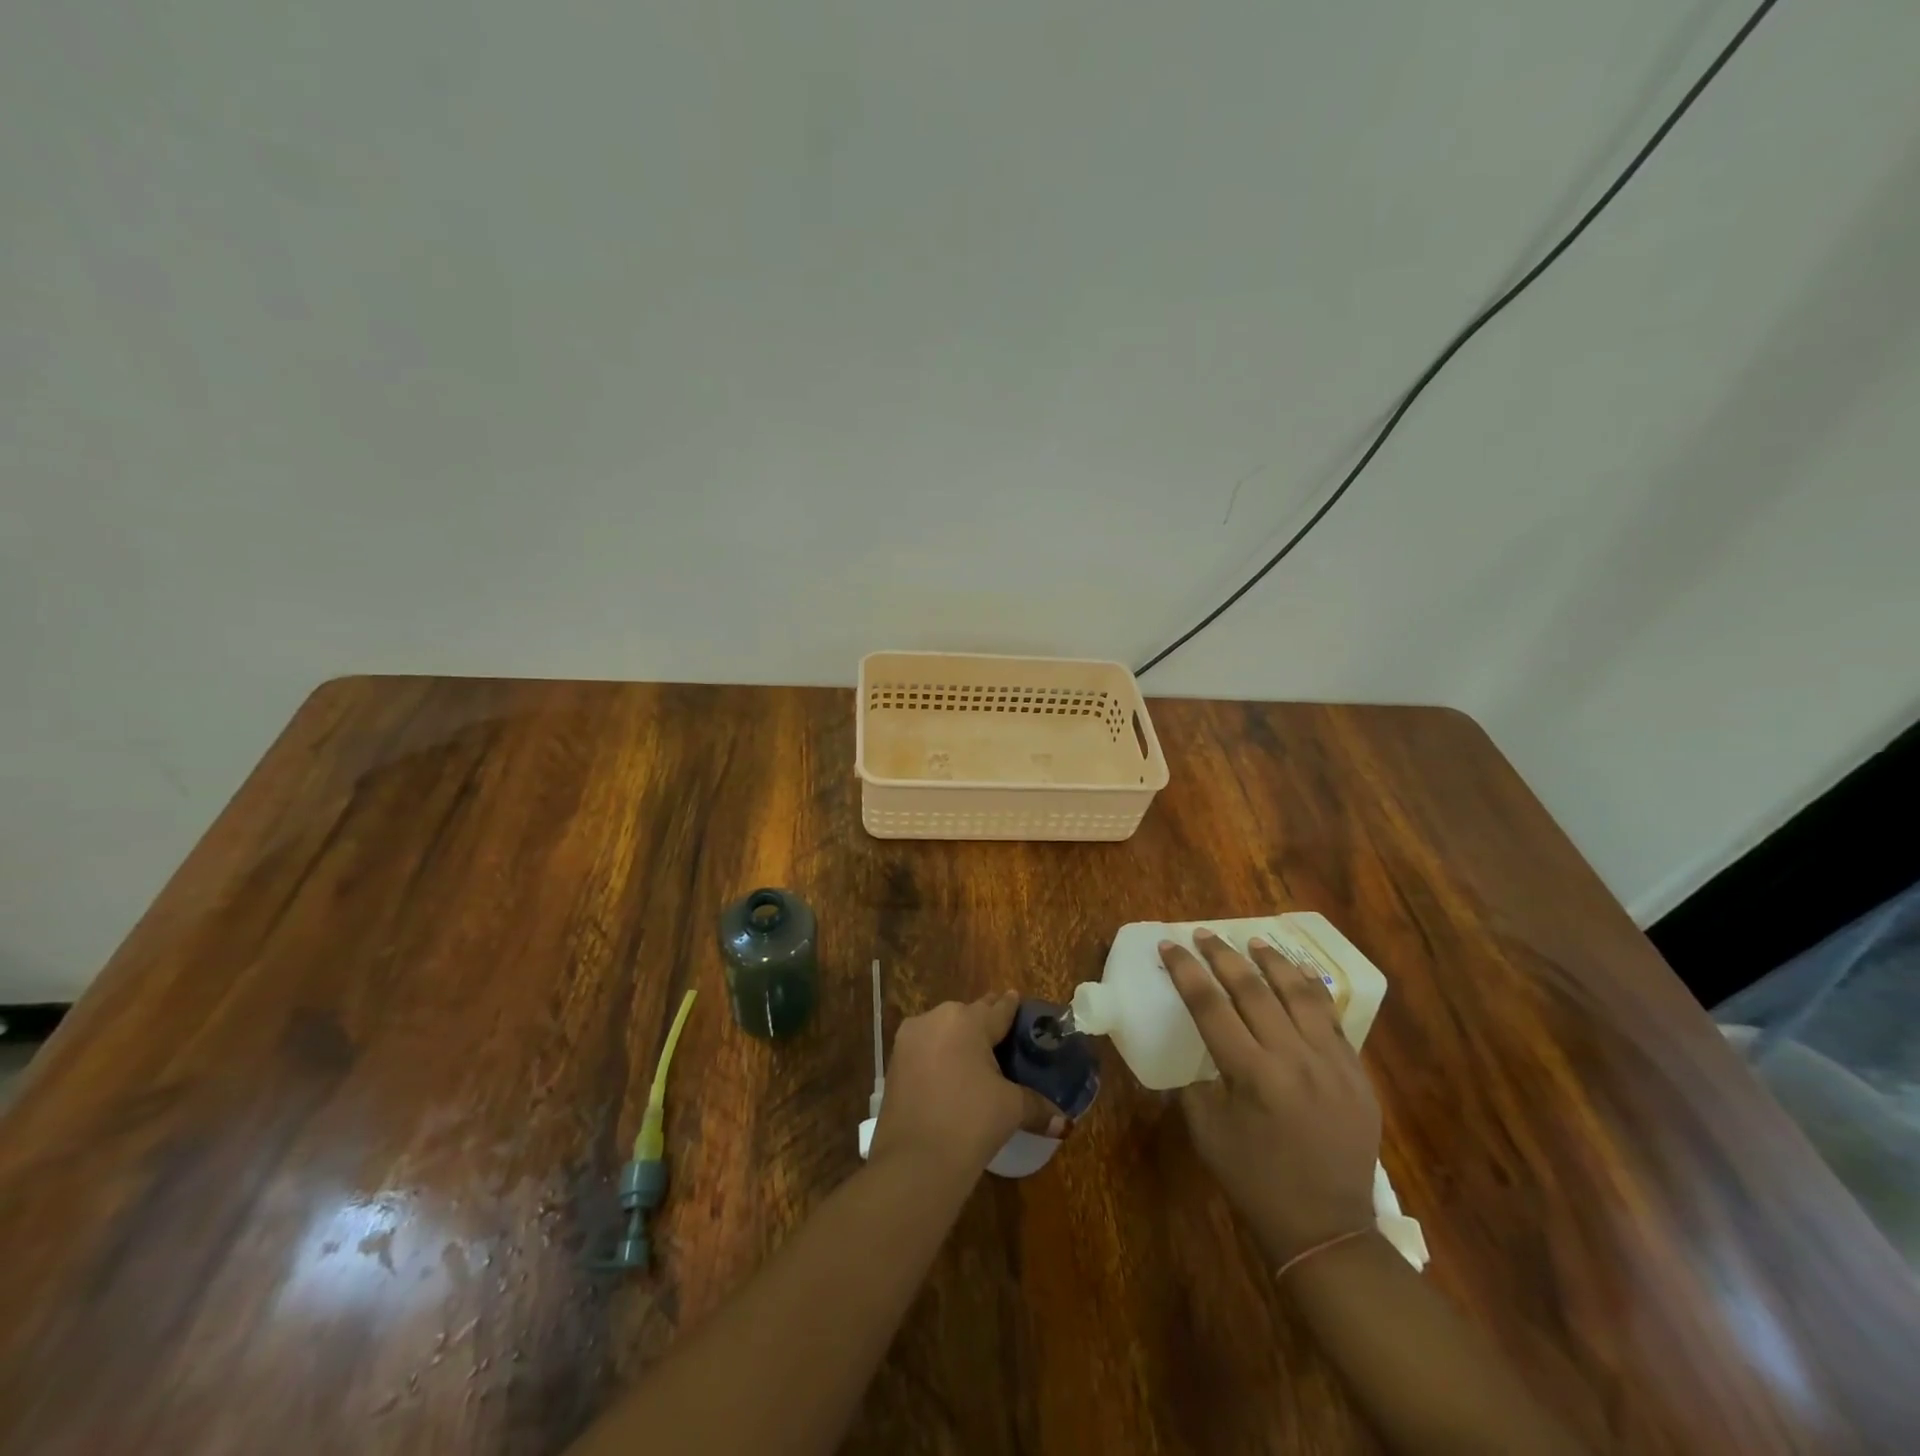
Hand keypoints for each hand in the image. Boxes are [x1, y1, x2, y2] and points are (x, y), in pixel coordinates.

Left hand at [869, 992, 1065, 1176]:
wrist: (914, 1162)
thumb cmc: (970, 1122)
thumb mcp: (1010, 1109)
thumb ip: (1037, 1106)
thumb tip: (1065, 1122)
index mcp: (967, 1020)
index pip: (998, 1008)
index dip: (1012, 1008)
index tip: (1019, 1002)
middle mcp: (936, 1018)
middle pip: (968, 1016)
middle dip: (985, 1024)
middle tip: (1003, 1038)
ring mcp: (910, 1039)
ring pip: (943, 1030)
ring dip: (959, 1040)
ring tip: (977, 1059)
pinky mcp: (894, 1062)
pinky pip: (925, 1049)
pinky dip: (939, 1057)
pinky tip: (951, 1075)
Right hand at [1164, 930, 1380, 1266]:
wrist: (1327, 1229)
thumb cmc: (1255, 1181)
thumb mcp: (1208, 1132)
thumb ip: (1198, 1083)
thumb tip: (1200, 1051)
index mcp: (1252, 1075)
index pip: (1210, 1005)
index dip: (1186, 971)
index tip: (1170, 946)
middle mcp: (1294, 1059)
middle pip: (1253, 989)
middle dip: (1223, 956)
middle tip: (1204, 935)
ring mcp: (1332, 1064)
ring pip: (1300, 994)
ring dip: (1273, 962)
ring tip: (1255, 941)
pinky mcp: (1357, 1074)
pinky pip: (1332, 1019)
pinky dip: (1311, 991)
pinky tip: (1298, 976)